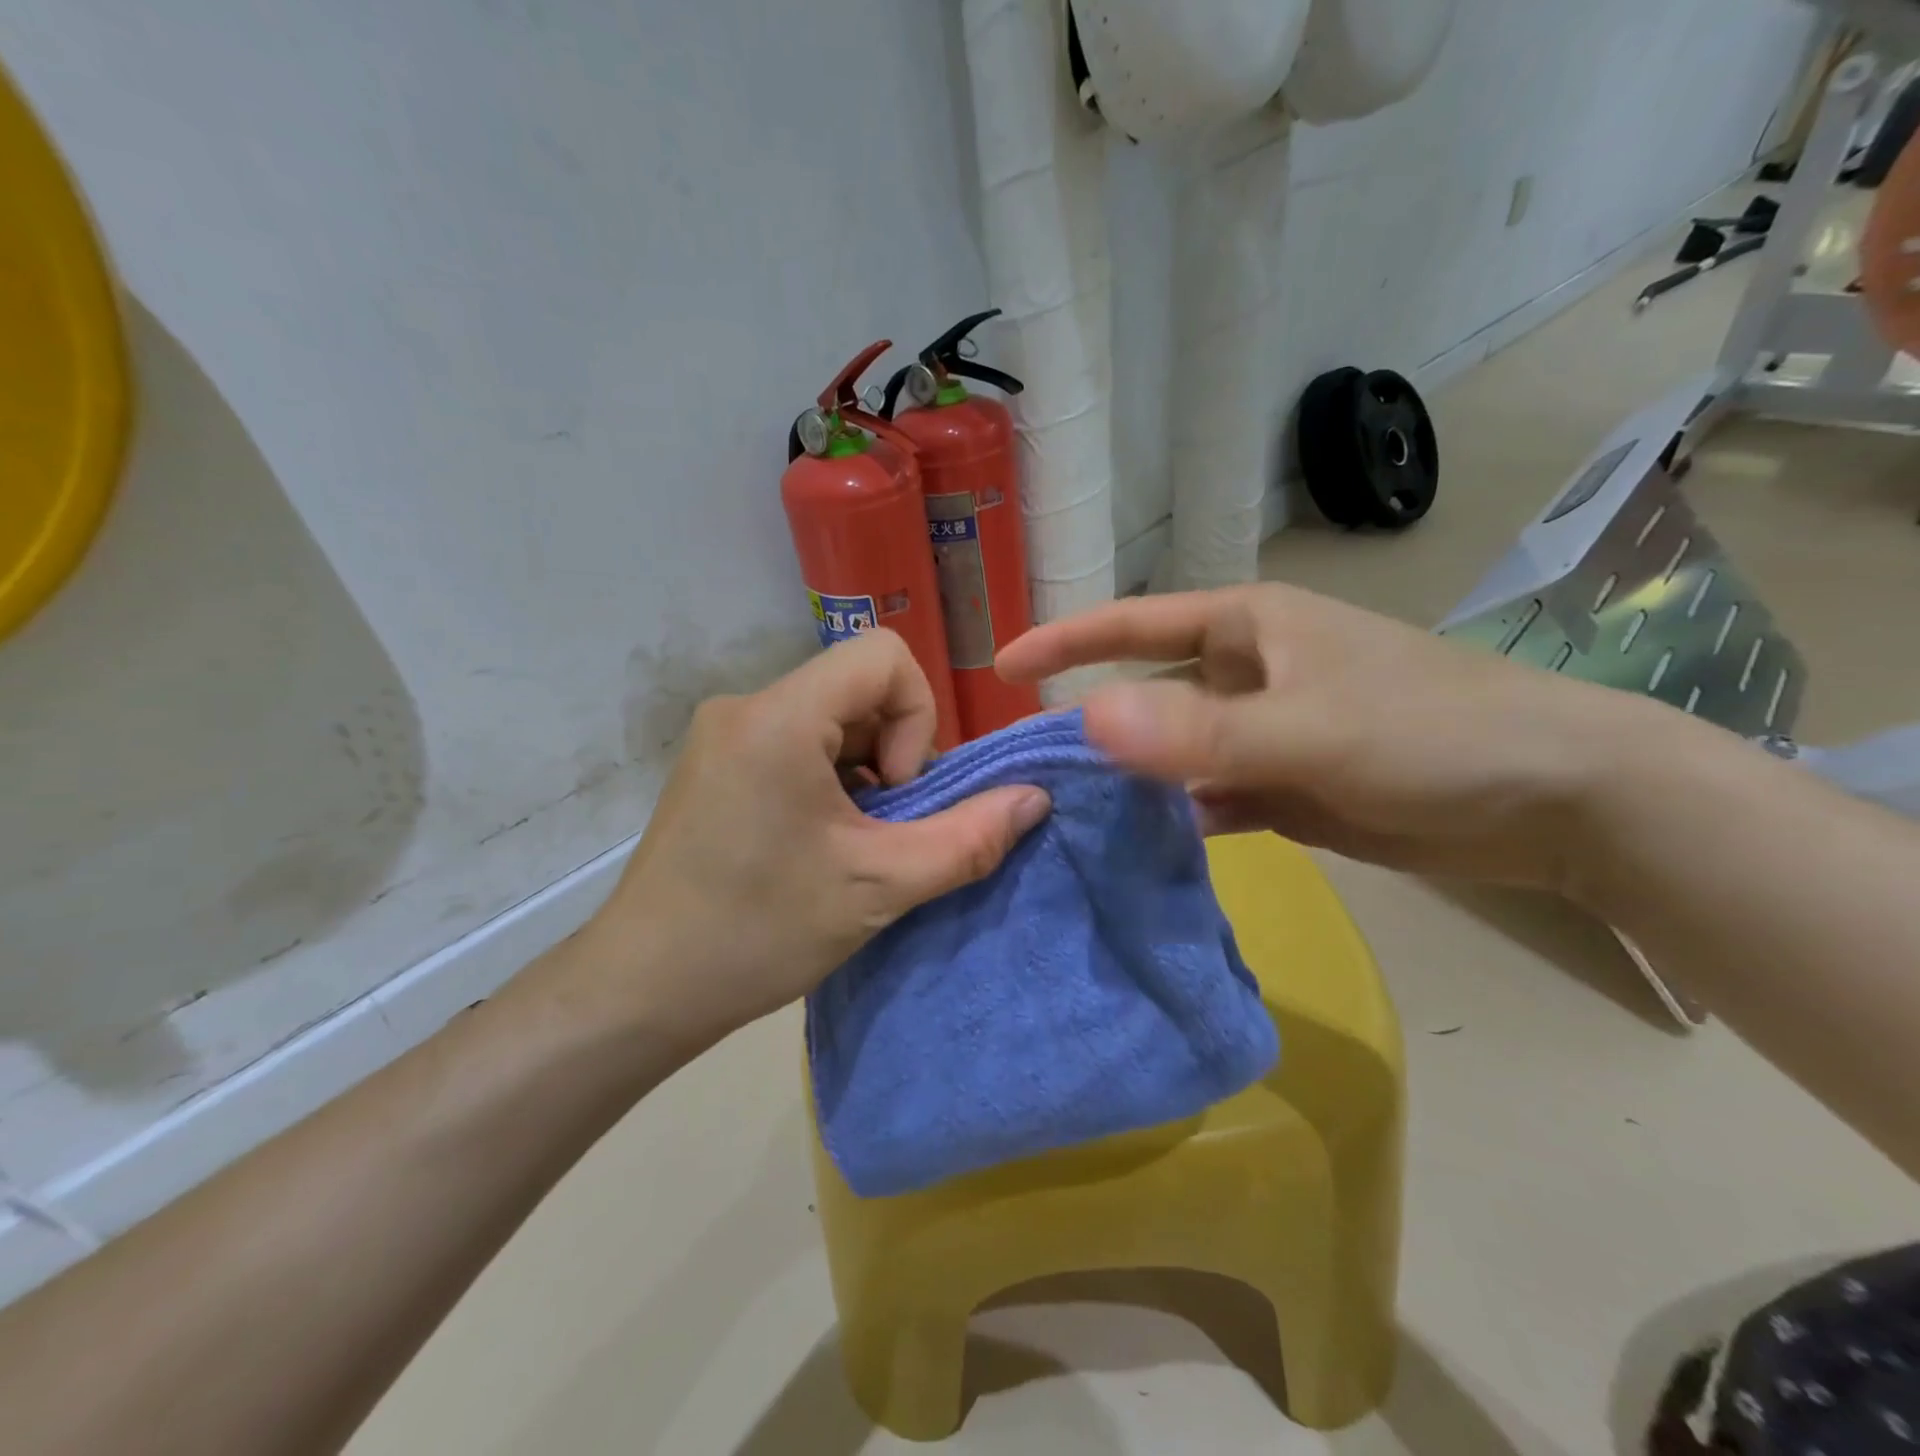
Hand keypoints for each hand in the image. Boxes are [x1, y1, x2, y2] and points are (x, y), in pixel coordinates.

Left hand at [575, 630, 1050, 1049]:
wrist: (640, 989)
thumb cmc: (757, 934)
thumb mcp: (878, 887)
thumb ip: (969, 839)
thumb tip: (1036, 798)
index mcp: (779, 717)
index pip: (883, 656)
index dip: (917, 717)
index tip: (896, 794)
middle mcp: (745, 705)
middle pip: (858, 689)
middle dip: (892, 754)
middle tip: (879, 830)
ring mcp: (723, 732)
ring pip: (831, 718)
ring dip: (862, 772)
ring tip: (847, 843)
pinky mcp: (715, 761)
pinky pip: (796, 740)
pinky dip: (829, 779)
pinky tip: (815, 842)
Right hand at [997, 583, 1672, 891]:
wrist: (1560, 798)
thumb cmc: (1437, 734)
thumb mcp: (1312, 730)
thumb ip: (1201, 731)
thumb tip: (1085, 720)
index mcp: (1248, 628)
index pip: (1134, 624)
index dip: (1066, 641)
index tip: (1001, 668)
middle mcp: (1249, 673)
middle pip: (1146, 692)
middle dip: (1092, 721)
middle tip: (1028, 766)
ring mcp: (1266, 733)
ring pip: (1174, 751)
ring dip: (1132, 778)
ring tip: (1069, 814)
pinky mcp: (1288, 787)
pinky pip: (1211, 796)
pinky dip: (1180, 817)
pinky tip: (1146, 846)